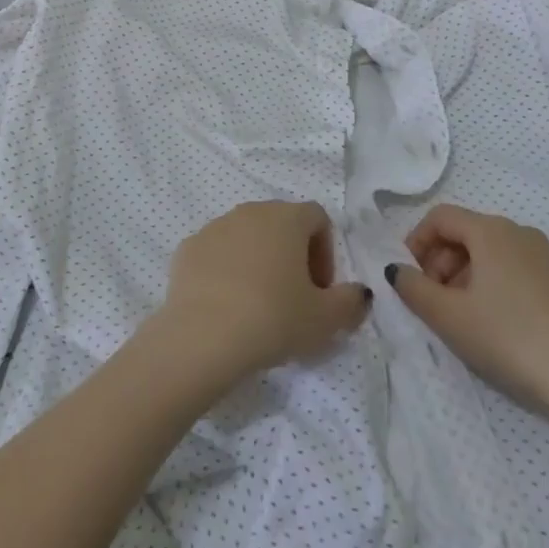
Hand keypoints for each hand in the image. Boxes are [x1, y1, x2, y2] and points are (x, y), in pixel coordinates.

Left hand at [150, 201, 371, 385]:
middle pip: (281, 224)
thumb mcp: (325, 320)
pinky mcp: (188, 247)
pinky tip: (226, 306)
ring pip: (247, 236)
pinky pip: (216, 253)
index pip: (318, 218)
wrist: (203, 336)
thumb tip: (360, 293)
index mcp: (287, 217)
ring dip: (258, 261)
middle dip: (292, 256)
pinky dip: (226, 271)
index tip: (320, 290)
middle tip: (294, 299)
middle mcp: (251, 211)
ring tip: (258, 305)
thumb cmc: (273, 319)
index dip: (325, 252)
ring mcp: (216, 226)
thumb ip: (351, 302)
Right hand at [388, 204, 548, 415]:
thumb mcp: (450, 317)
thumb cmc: (510, 337)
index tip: (409, 277)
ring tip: (463, 318)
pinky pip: (517, 270)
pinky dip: (496, 285)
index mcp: (489, 230)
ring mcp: (546, 256)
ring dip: (467, 276)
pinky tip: (499, 326)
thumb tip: (397, 270)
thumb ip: (414, 289)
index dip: (417, 241)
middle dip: (441, 262)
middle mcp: (518, 231)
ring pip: (492, 253)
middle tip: (433, 301)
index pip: (440, 217)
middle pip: (466, 233)